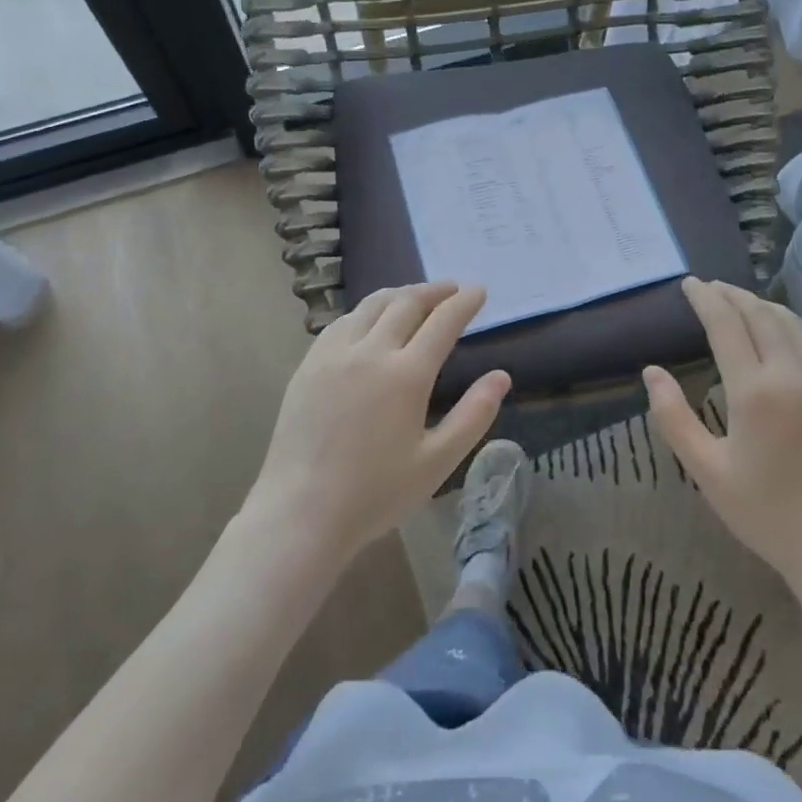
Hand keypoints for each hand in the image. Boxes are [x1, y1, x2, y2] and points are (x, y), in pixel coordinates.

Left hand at [247, 282, 509, 555]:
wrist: (300, 512)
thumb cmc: (375, 493)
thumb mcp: (437, 461)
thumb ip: (474, 415)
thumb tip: (501, 377)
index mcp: (406, 374)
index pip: (442, 322)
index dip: (463, 302)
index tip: (478, 291)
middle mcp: (369, 352)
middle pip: (406, 303)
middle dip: (433, 291)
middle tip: (451, 288)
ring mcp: (334, 354)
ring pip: (371, 306)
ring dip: (399, 294)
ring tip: (415, 296)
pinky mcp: (309, 365)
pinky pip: (342, 322)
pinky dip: (366, 311)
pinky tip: (370, 320)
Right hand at [644, 278, 801, 608]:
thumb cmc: (765, 511)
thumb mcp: (706, 470)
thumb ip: (673, 416)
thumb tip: (651, 371)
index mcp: (754, 391)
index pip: (726, 324)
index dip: (706, 299)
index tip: (689, 284)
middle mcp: (792, 373)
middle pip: (760, 314)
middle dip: (732, 295)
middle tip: (710, 287)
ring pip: (792, 323)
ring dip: (762, 305)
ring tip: (739, 301)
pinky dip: (793, 326)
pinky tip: (782, 331)